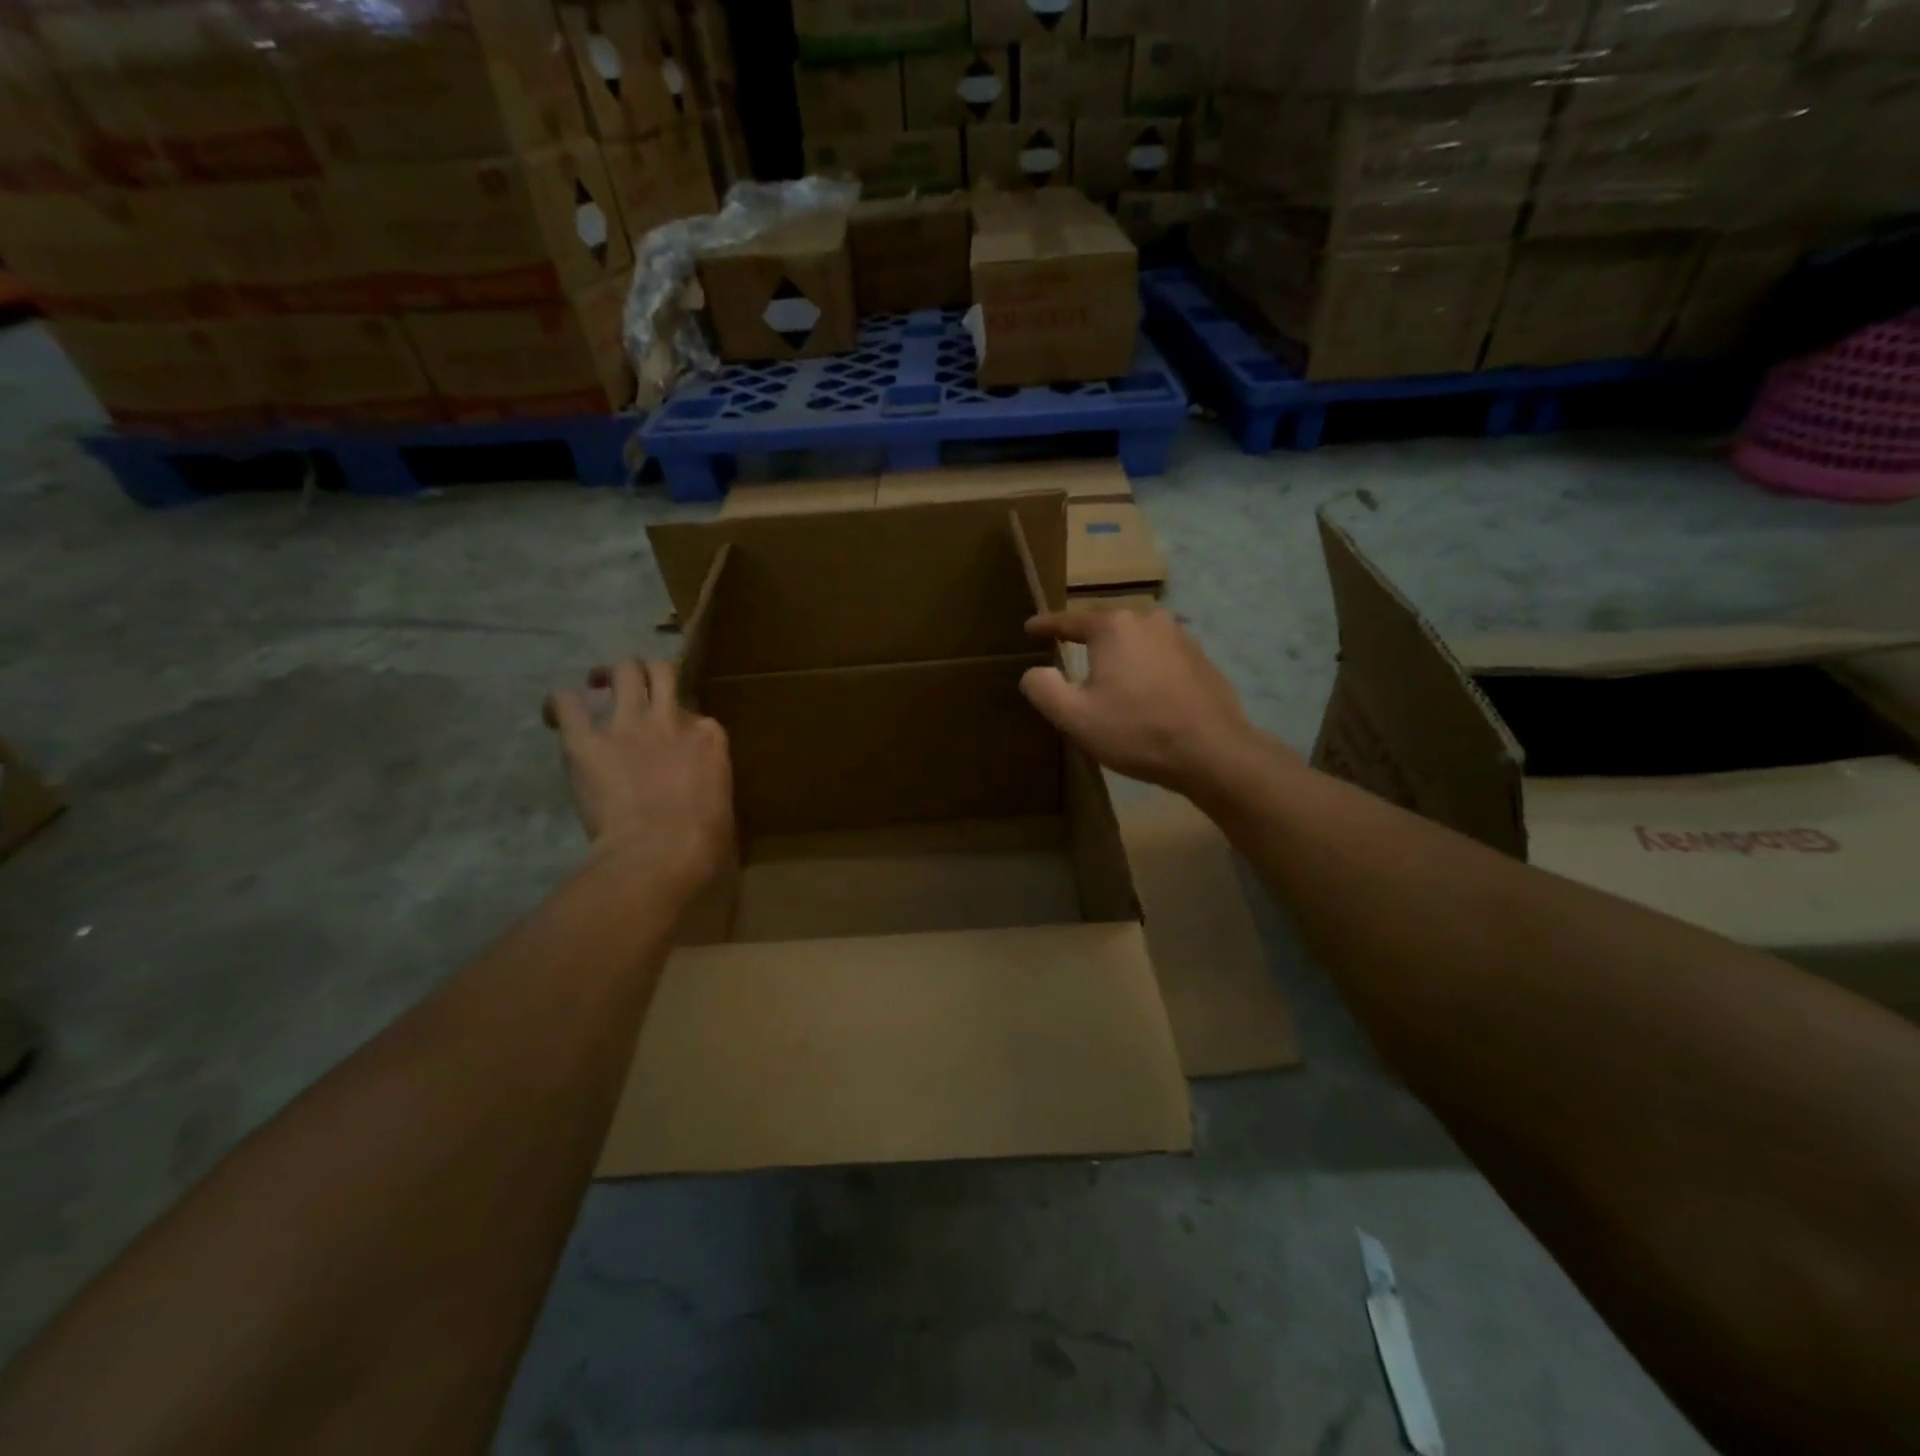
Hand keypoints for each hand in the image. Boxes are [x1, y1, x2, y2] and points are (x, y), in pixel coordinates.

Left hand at [543, 660, 732, 884]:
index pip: (693, 710)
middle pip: (659, 672)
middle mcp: (670, 718)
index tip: (670, 735)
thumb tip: (701, 792)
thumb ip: (709, 782)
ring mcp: (628, 725)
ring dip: (606, 674)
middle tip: (630, 685)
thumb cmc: (704, 839)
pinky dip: (559, 704)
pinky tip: (555, 716)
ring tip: (595, 684)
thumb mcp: (722, 802)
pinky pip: (566, 702)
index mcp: (708, 736)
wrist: (661, 850)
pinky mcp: (586, 741)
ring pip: (621, 671)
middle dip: (644, 673)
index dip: (678, 718)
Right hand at [1020, 610, 1275, 802]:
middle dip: (1087, 642)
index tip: (1029, 628)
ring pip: (1136, 642)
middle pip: (1107, 628)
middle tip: (1068, 655)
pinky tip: (1144, 693)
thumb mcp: (1075, 716)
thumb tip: (1033, 672)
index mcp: (1114, 627)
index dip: (1046, 625)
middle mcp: (1148, 620)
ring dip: (1120, 657)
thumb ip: (1044, 689)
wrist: (1212, 752)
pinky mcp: (1202, 659)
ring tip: (1107, 678)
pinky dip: (1145, 669)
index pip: (1070, 621)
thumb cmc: (1136, 730)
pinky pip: (1161, 657)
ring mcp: (1180, 637)